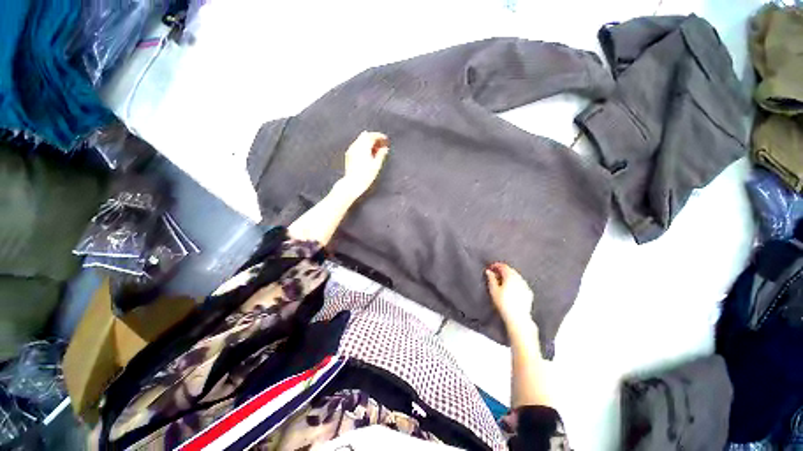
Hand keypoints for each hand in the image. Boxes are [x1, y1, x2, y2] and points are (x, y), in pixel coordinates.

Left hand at [340, 131, 389, 198]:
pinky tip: (368, 153)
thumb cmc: (366, 176)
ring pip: (361, 140)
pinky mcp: (349, 154)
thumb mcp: (376, 165)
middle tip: (381, 144)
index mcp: (363, 147)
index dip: (380, 136)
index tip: (386, 139)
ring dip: (368, 142)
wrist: (353, 183)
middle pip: (366, 136)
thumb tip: (385, 148)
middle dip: (374, 138)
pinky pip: (357, 145)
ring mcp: (351, 150)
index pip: (372, 136)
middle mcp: (356, 146)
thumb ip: (381, 155)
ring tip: (376, 149)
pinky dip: (363, 146)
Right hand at [485, 262, 534, 327]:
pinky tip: (510, 288)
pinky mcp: (528, 292)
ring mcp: (525, 286)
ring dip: (508, 276)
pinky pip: (520, 283)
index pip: (503, 266)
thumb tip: (489, 272)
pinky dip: (514, 283)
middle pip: (510, 270)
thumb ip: (491, 279)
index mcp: (510, 277)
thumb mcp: (494, 290)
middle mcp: (519, 279)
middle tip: (495, 274)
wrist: (517, 318)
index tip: (491, 267)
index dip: (496, 265)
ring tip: (501, 281)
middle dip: (502, 270)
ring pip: (516, 276)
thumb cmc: (504, 304)